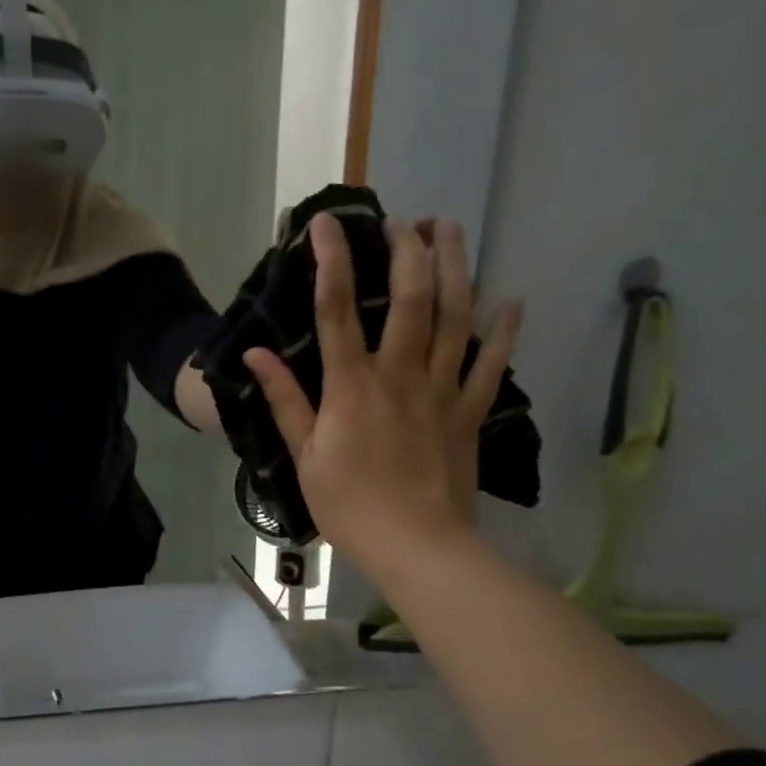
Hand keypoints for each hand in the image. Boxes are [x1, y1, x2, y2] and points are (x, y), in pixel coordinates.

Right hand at [243, 214, 520, 566]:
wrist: (417, 547)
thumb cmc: (349, 504)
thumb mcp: (303, 455)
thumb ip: (284, 400)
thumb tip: (254, 355)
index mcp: (352, 385)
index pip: (336, 310)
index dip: (332, 261)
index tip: (327, 223)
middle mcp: (400, 374)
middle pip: (409, 298)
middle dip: (407, 250)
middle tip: (404, 218)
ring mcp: (442, 390)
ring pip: (454, 317)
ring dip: (455, 268)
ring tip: (451, 229)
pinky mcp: (471, 411)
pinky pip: (491, 364)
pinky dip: (502, 331)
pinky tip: (510, 300)